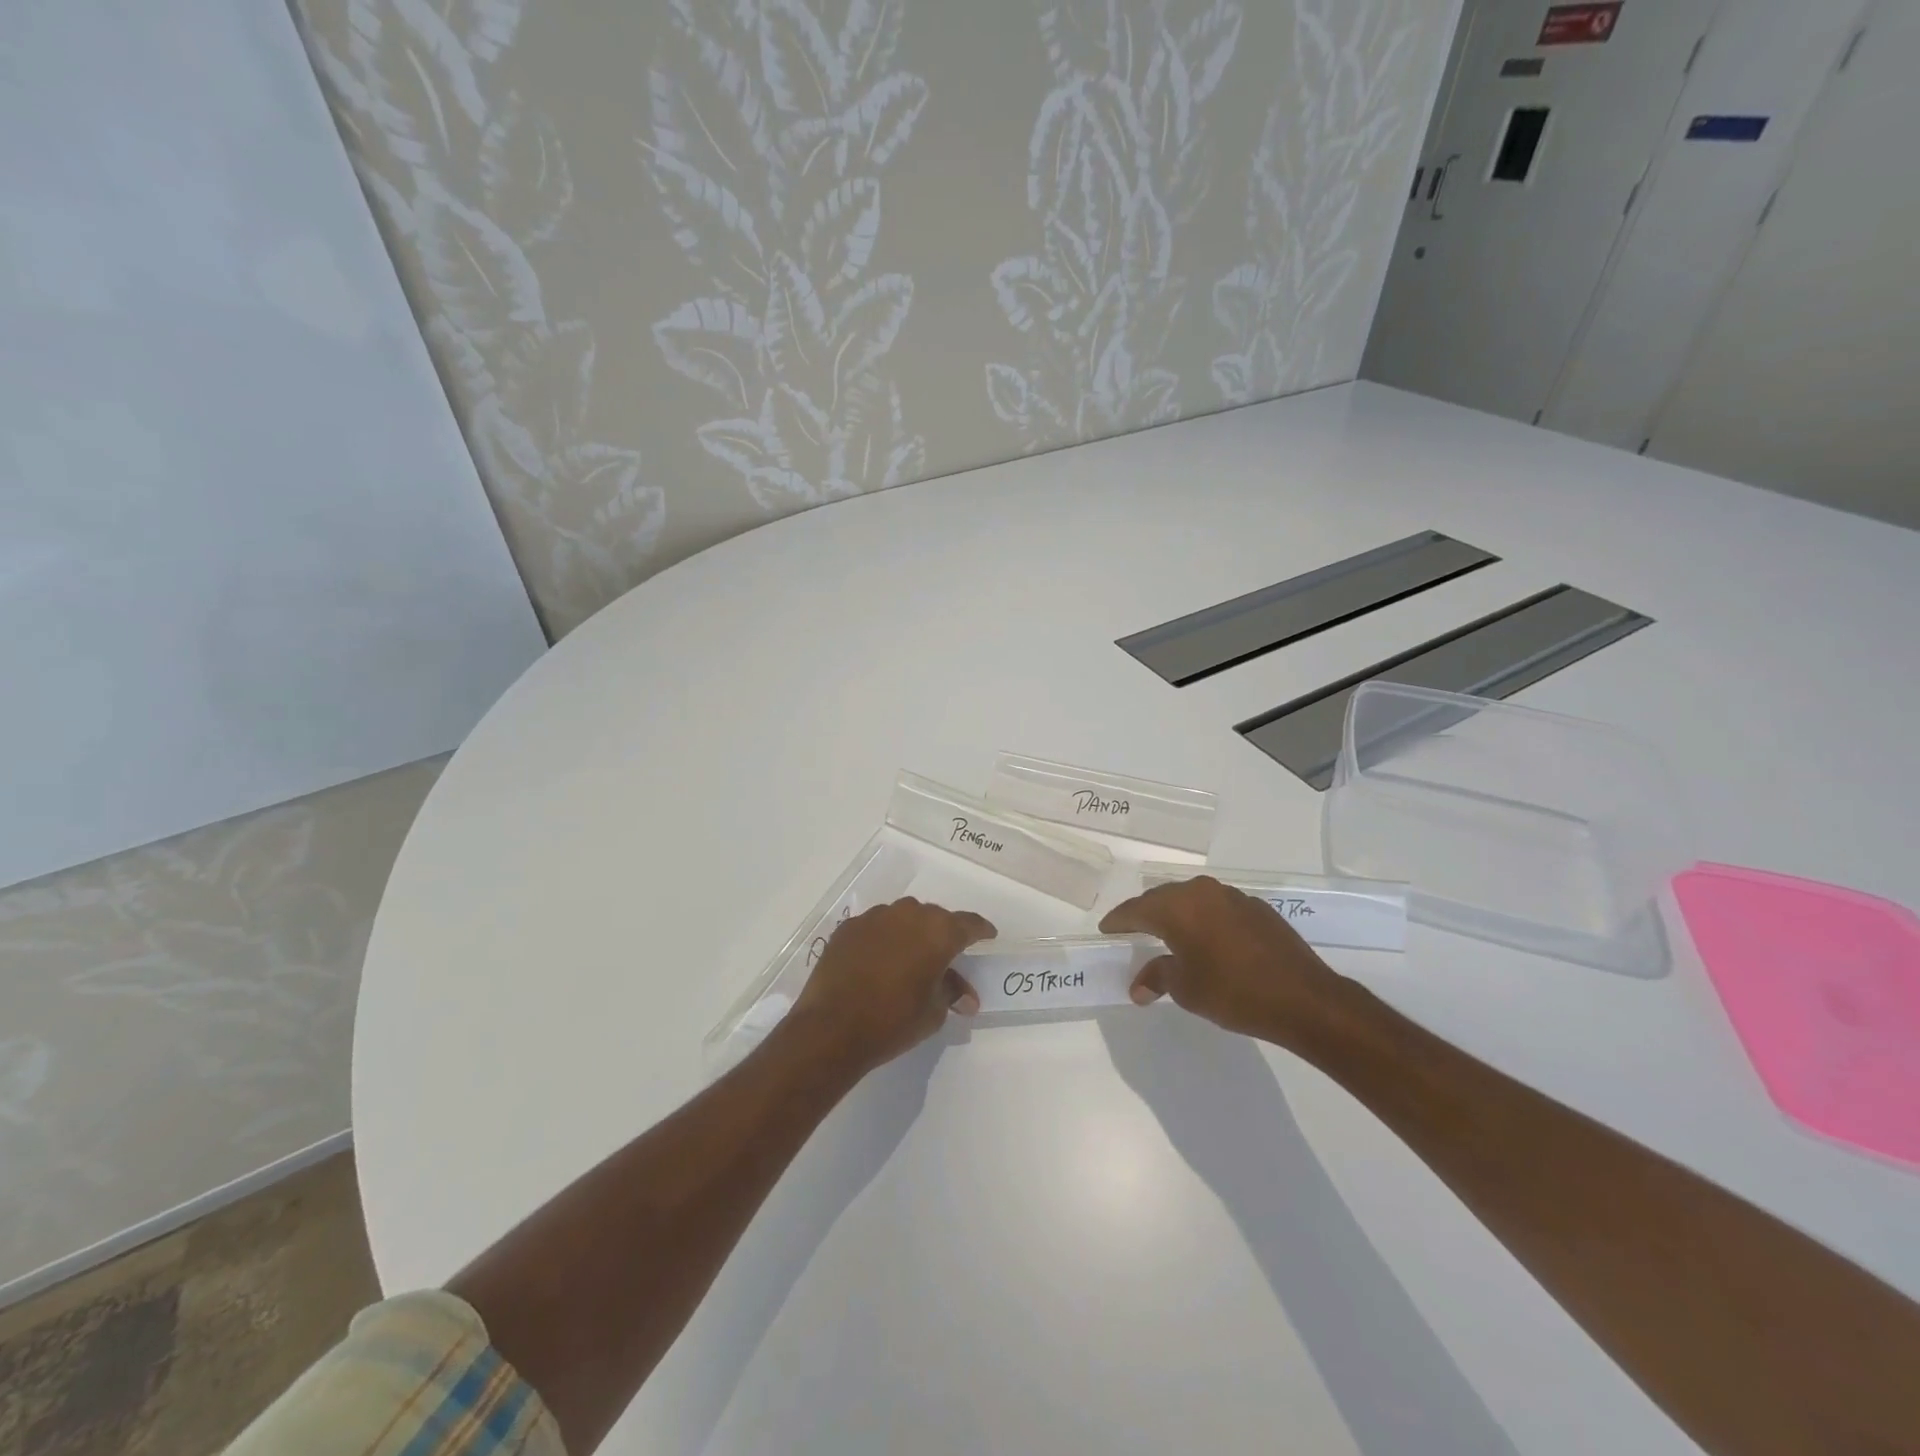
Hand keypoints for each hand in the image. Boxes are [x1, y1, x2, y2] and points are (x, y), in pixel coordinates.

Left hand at [788, 897, 994, 1076]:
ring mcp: (875, 917)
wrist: (832, 1028)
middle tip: (944, 957)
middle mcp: (909, 914)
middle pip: (935, 918)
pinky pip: (875, 927)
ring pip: (903, 918)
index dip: (980, 930)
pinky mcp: (849, 927)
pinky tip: (877, 961)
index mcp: (938, 932)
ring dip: (910, 933)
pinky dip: (882, 939)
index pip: (969, 924)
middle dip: (942, 934)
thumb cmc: (893, 1020)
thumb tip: (966, 996)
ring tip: (908, 958)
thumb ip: (951, 993)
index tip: (987, 936)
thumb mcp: (934, 1012)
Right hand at [1100, 877, 1344, 1048]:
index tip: (1106, 930)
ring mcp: (1232, 897)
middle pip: (1163, 898)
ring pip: (1192, 899)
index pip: (1136, 910)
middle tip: (1132, 931)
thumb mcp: (1187, 989)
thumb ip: (1158, 977)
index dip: (1118, 921)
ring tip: (1169, 935)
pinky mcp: (1257, 908)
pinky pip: (1217, 907)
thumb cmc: (1233, 992)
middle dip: (1146, 914)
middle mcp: (1202, 892)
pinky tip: (1208, 940)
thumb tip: (1138, 986)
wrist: (1304, 998)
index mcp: (1178, 907)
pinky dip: (1204, 920)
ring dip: (1177, 914)